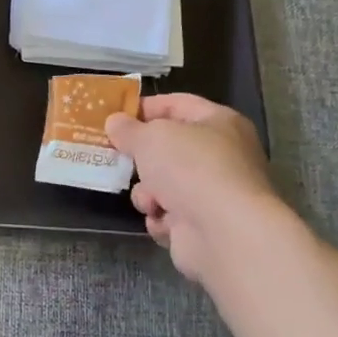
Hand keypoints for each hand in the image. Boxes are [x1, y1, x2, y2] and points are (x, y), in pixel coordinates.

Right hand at [105, 93, 280, 289]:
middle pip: (169, 148)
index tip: (114, 116)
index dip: (145, 107)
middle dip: (142, 157)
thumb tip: (115, 122)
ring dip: (148, 193)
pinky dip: (161, 218)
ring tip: (150, 200)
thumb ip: (128, 129)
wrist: (223, 232)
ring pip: (164, 184)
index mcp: (219, 122)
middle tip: (116, 158)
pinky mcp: (204, 225)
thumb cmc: (190, 168)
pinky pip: (169, 214)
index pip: (177, 104)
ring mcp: (213, 192)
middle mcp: (221, 155)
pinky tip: (163, 221)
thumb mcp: (150, 137)